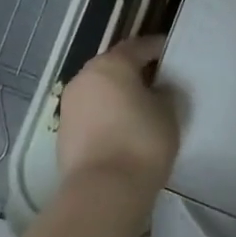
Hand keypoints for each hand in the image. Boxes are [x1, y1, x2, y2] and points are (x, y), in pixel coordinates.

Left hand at [57, 37, 179, 192]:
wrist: (104, 189)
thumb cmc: (142, 141)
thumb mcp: (167, 112)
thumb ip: (164, 93)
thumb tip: (156, 90)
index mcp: (111, 64)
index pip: (138, 46)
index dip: (157, 48)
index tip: (171, 53)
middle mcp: (85, 77)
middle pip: (114, 66)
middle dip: (134, 70)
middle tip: (157, 80)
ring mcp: (70, 105)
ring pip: (99, 90)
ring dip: (117, 94)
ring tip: (140, 107)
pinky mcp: (63, 131)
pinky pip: (91, 113)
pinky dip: (106, 114)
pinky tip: (122, 128)